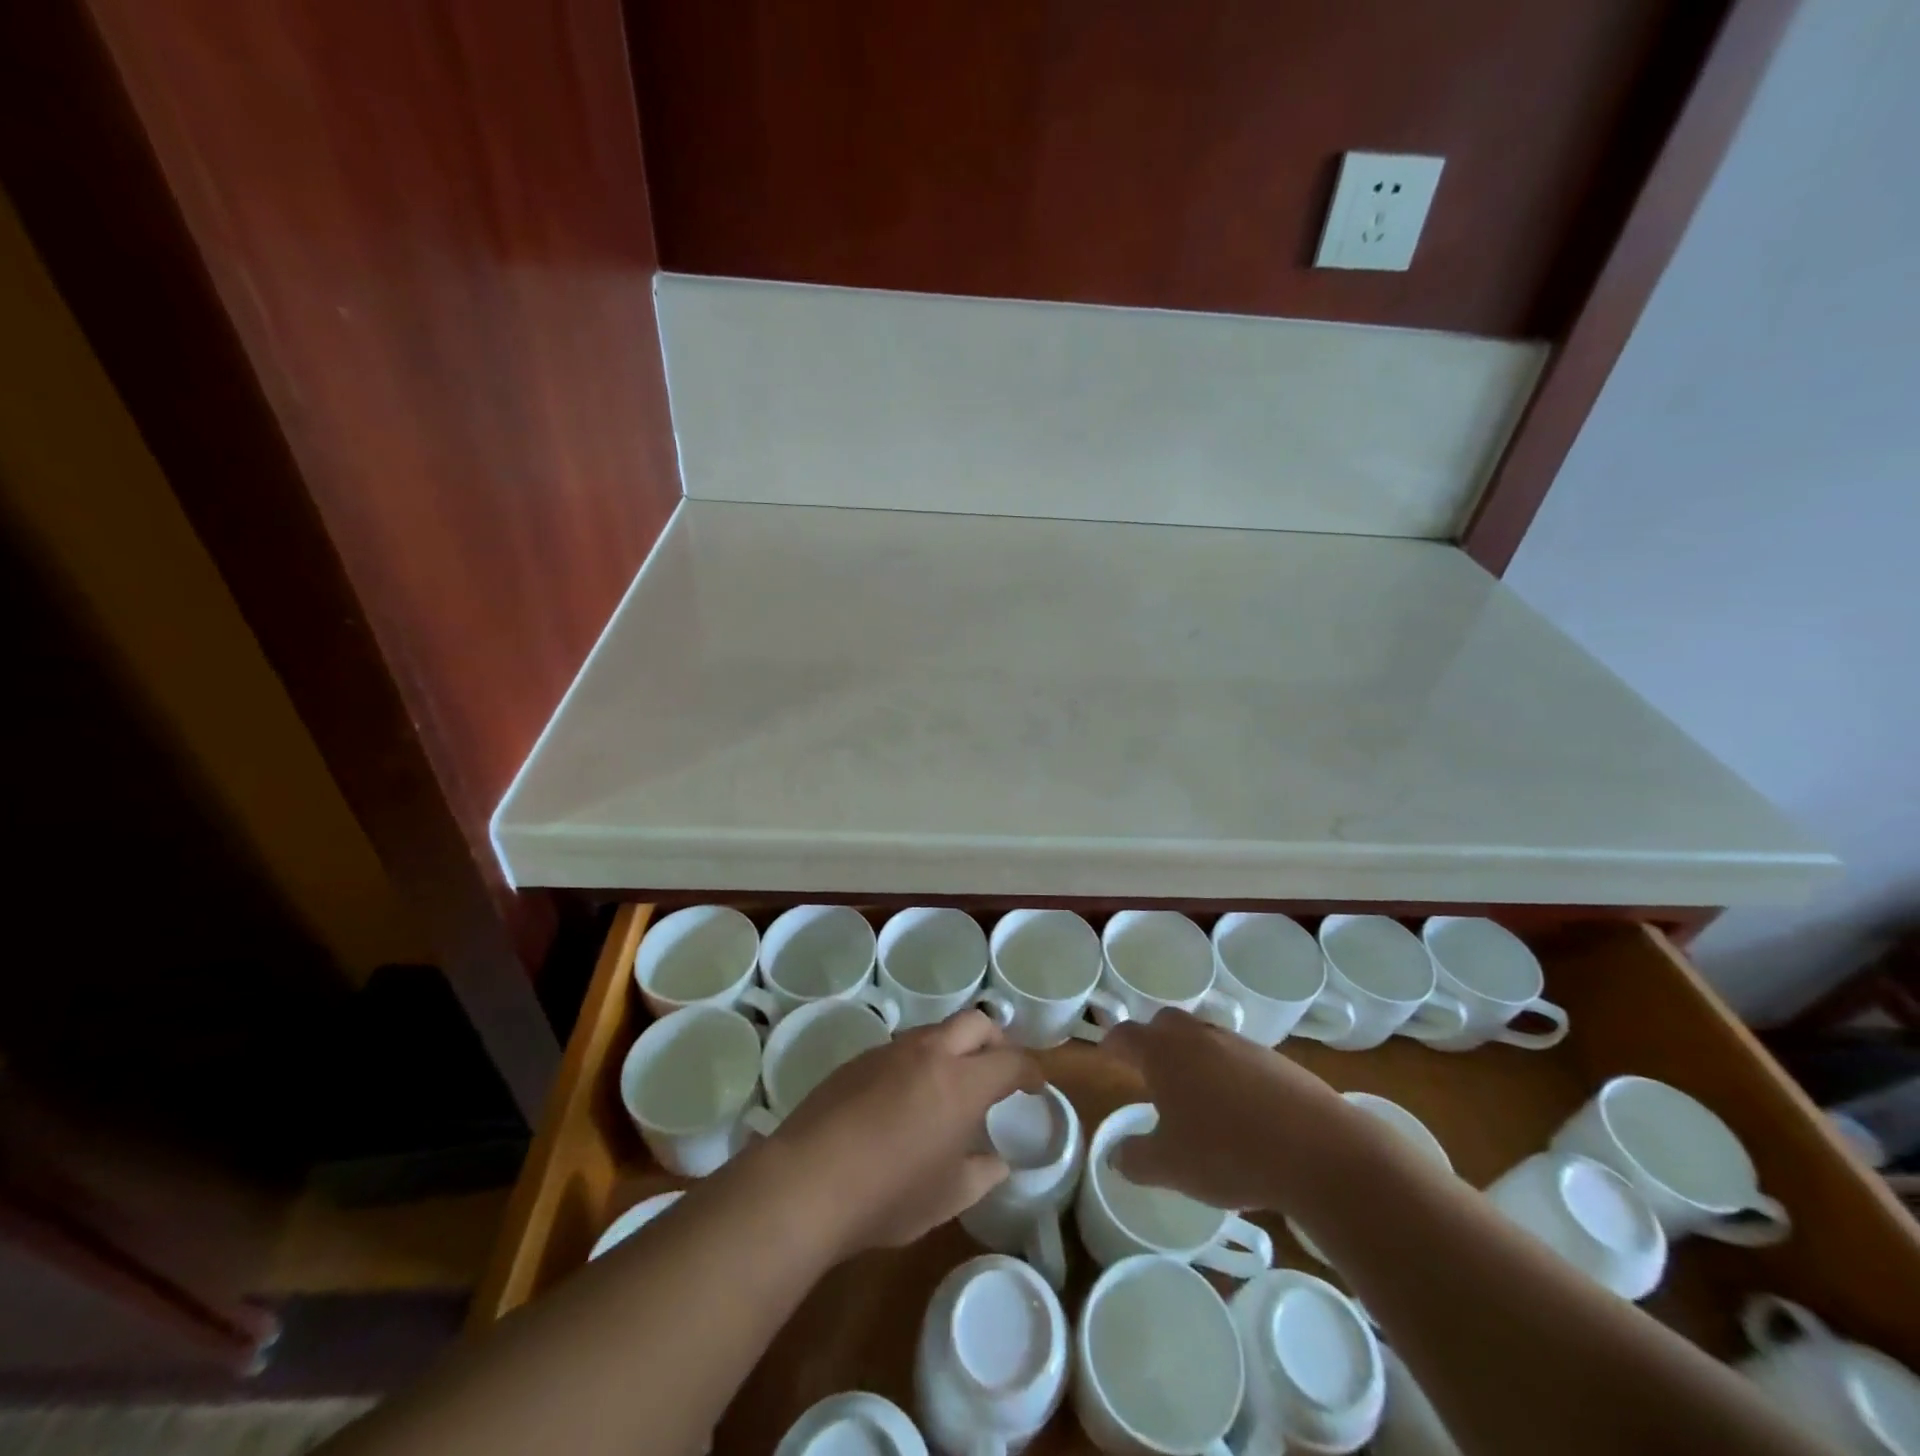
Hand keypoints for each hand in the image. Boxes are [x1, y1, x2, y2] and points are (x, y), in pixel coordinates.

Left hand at [765, 1010, 1042, 1257]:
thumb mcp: (947, 1197)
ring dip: (954, 1047)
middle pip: (975, 1023)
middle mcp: (929, 1053)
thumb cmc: (888, 1194)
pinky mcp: (858, 1060)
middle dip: (996, 1040)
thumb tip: (997, 1162)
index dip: (1030, 1070)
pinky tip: (907, 1098)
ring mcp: (890, 1051)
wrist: (807, 1180)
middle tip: (999, 1069)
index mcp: (962, 1083)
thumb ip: (981, 1174)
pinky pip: (902, 1048)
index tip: (1036, 1084)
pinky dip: (920, 1061)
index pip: (1010, 1061)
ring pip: (935, 1031)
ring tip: (952, 1085)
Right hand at [1103, 1009, 1351, 1213]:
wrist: (1320, 1150)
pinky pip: (1238, 1056)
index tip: (1107, 1057)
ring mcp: (1240, 1044)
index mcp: (1164, 1053)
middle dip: (1153, 1040)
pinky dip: (1229, 1072)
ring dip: (1193, 1056)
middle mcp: (1198, 1036)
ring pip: (1204, 1036)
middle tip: (1150, 1071)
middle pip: (1166, 1023)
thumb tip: (1115, 1156)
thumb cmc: (1229, 1153)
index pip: (1126, 1036)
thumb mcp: (1171, 1167)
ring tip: (1195, 1094)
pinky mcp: (1276, 1060)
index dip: (1112, 1045)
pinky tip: (1240, 1109)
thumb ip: (1136, 1158)